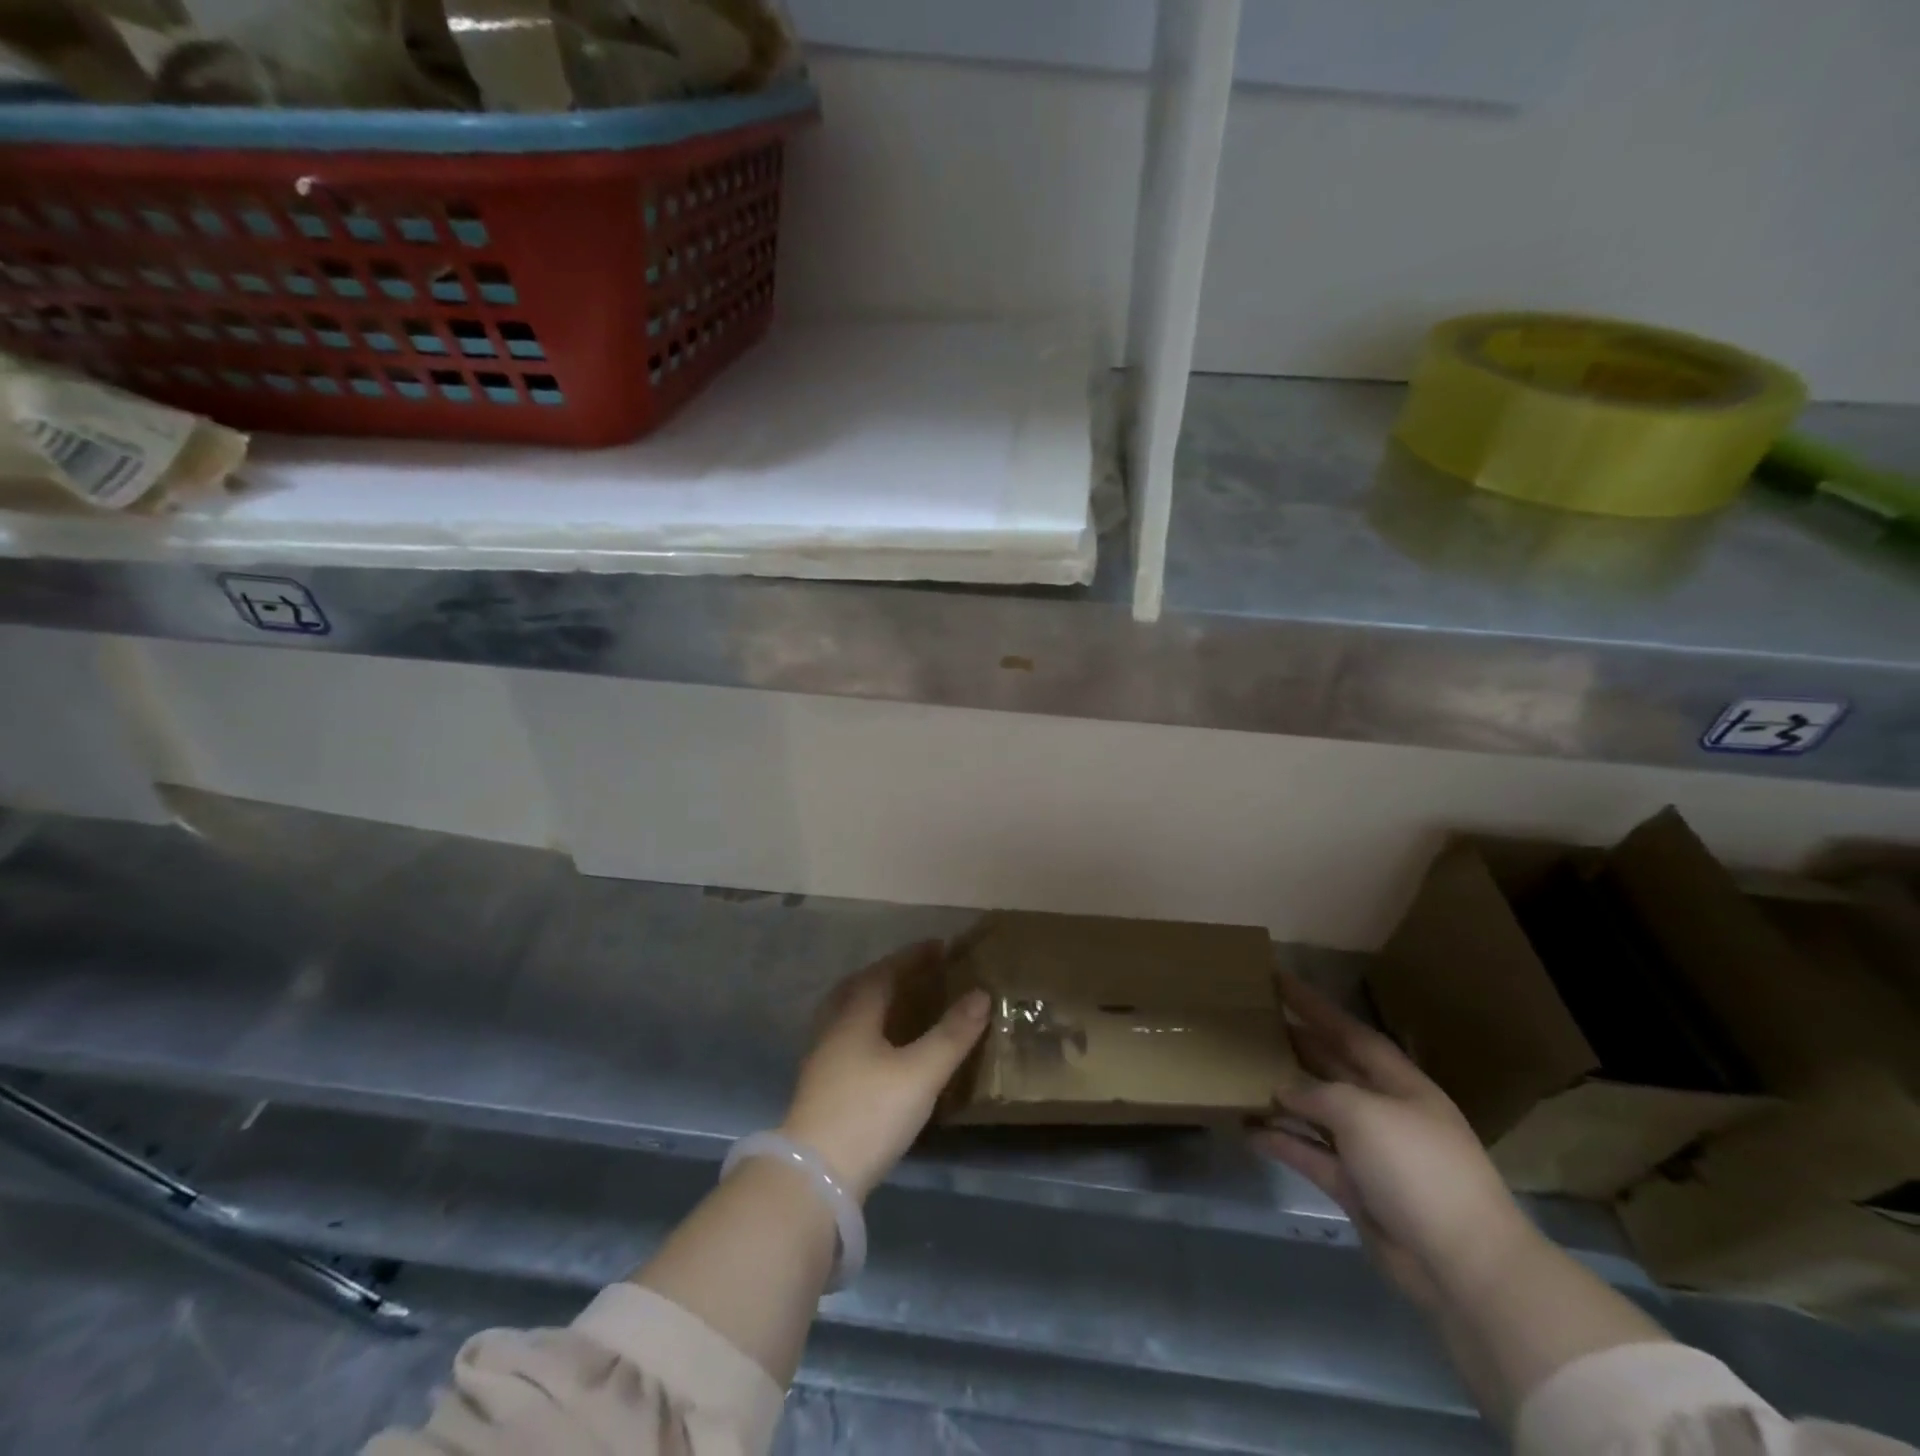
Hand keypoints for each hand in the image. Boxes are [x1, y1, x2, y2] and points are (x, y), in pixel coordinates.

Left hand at [781, 942, 990, 1201]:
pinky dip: (867, 1029)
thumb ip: (952, 1034)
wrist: (814, 1178)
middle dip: (888, 974)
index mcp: (855, 1016)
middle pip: (858, 988)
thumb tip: (981, 994)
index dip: (912, 957)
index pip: (884, 973)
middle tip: (916, 972)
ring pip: (847, 1014)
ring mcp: (821, 1060)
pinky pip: (846, 1039)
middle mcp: (833, 1029)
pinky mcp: (820, 1088)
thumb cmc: (870, 1113)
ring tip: (900, 1005)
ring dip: (873, 1001)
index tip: (938, 946)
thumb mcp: (921, 1073)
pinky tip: (881, 1050)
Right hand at [1253, 972, 1534, 1307]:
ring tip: (1240, 1076)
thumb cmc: (1418, 1168)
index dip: (1315, 1006)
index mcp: (1400, 1084)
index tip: (1278, 980)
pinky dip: (1281, 1142)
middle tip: (1253, 1024)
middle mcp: (1384, 1112)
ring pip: (1317, 1113)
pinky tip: (1247, 1130)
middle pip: (1333, 1069)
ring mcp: (1369, 1153)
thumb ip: (1318, 1093)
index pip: (1350, 1032)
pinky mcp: (1354, 1189)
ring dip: (1282, 1097)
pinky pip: (1310, 1155)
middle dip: (1297, 1046)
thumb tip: (1284, 1090)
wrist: (1462, 1265)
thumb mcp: (1364, 1113)